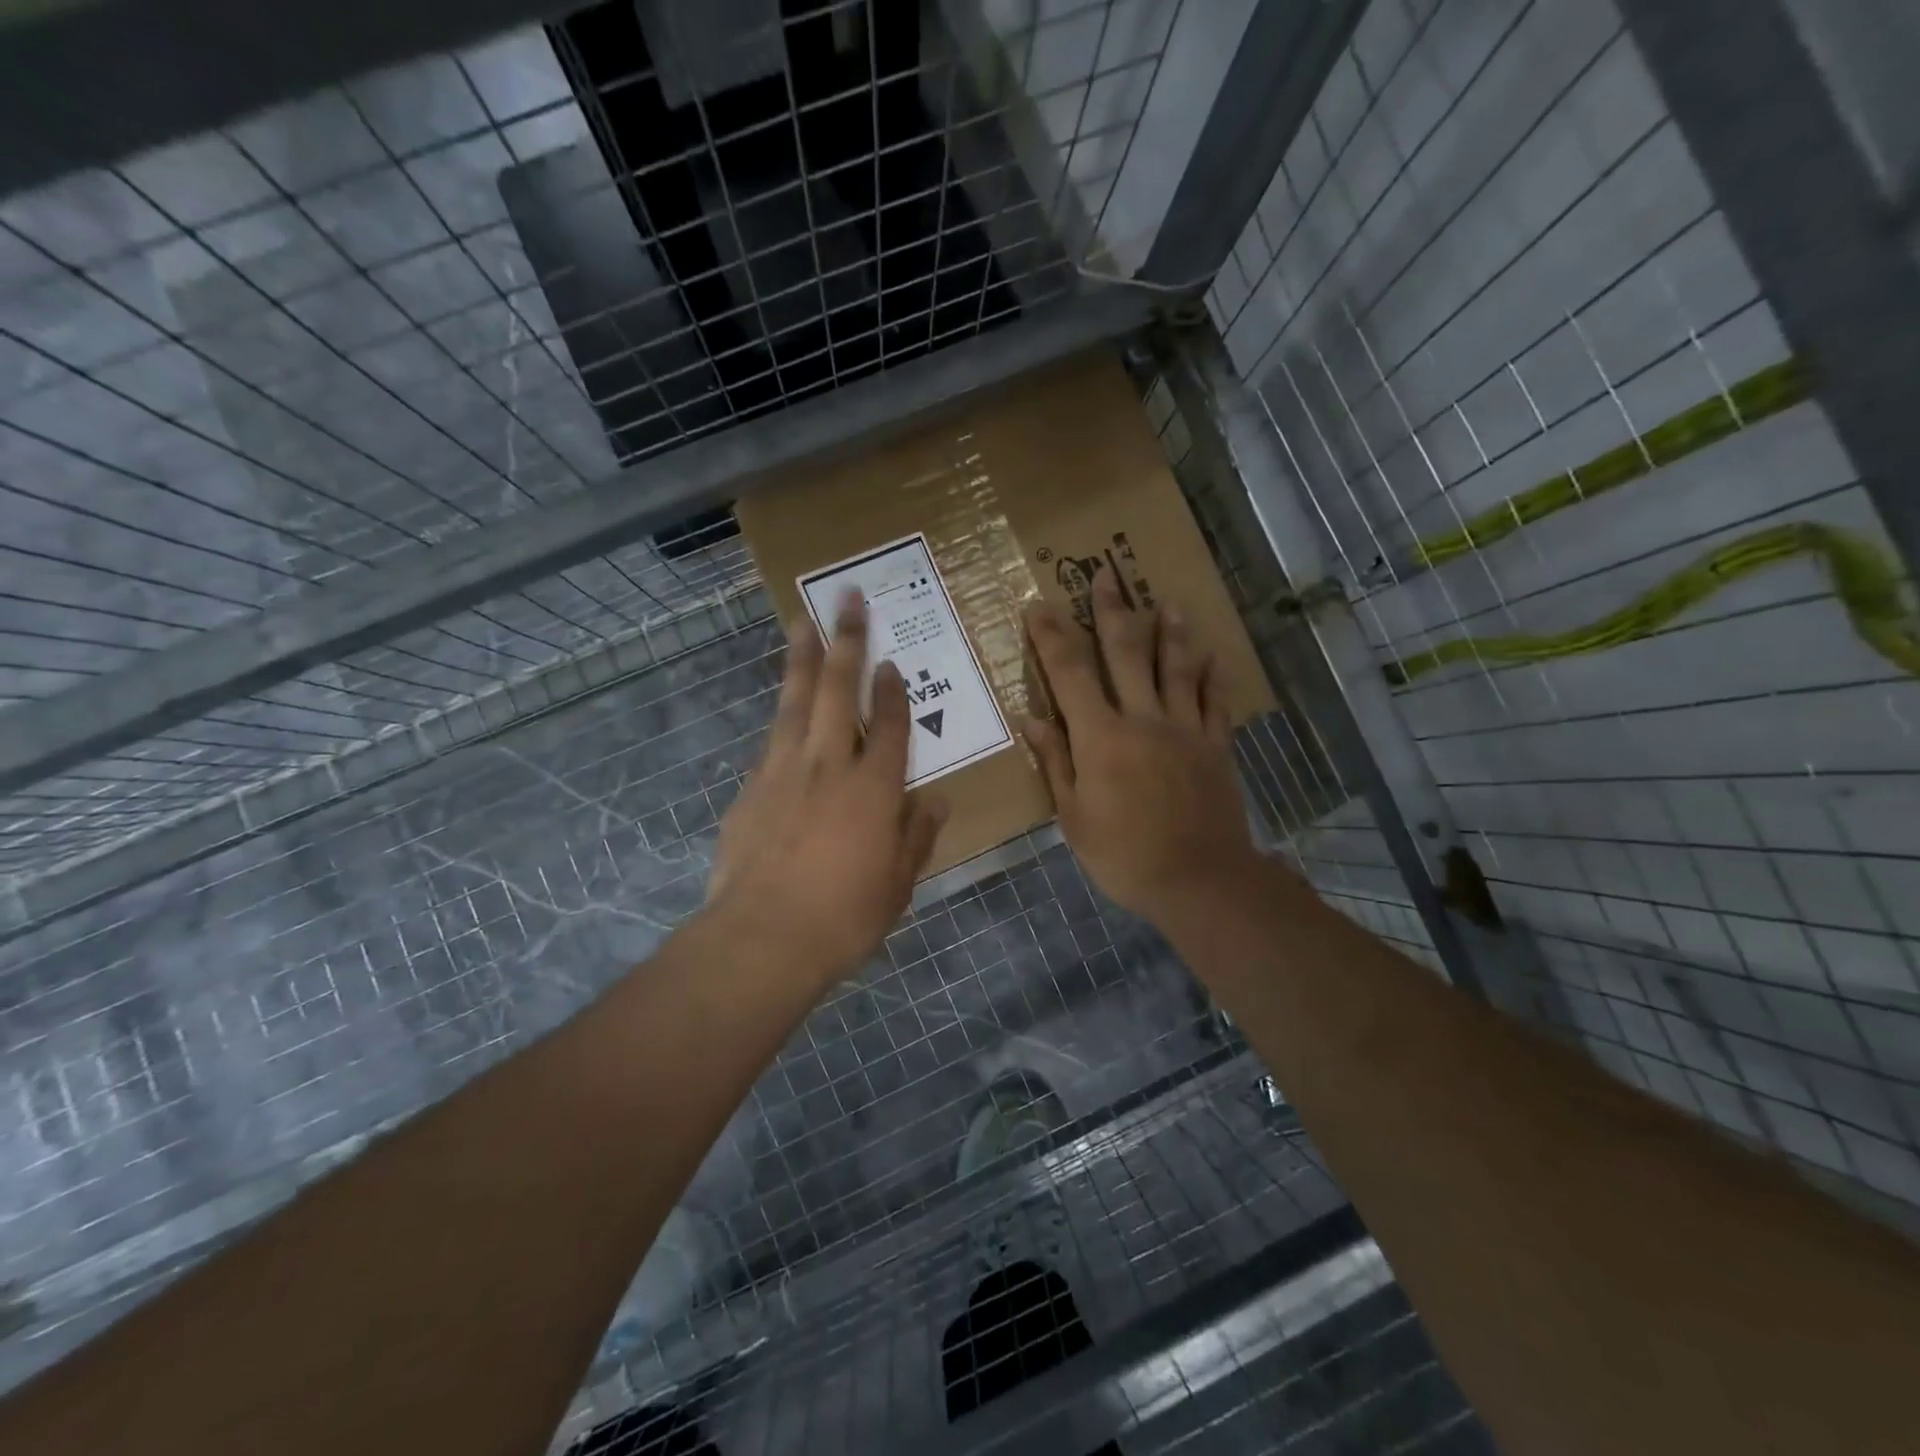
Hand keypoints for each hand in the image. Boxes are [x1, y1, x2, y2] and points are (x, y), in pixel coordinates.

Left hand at [707, 592, 947, 983]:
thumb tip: (936, 801)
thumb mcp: (898, 884)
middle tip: (847, 598)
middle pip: (838, 690)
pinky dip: (781, 716)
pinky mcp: (751, 789)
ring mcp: (784, 771)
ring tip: (802, 621)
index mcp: (875, 788)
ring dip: (802, 658)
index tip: (891, 661)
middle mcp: (830, 765)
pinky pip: (771, 739)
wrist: (762, 939)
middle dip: (846, 640)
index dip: (893, 691)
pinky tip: (782, 707)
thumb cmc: (844, 917)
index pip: (891, 725)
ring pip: (795, 701)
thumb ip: (917, 836)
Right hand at [1022, 570, 1260, 925]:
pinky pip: (1214, 701)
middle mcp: (1143, 719)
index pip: (1070, 673)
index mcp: (1101, 737)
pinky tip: (1212, 655)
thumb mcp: (1074, 817)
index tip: (1039, 606)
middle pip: (1126, 653)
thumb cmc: (1124, 854)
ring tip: (1167, 601)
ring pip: (1177, 666)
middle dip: (1112, 611)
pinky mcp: (1215, 745)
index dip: (1052, 636)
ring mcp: (1185, 728)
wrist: (1199, 880)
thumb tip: (1033, 719)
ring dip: (1170, 630)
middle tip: (1106, 575)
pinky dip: (1211, 675)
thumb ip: (1056, 763)